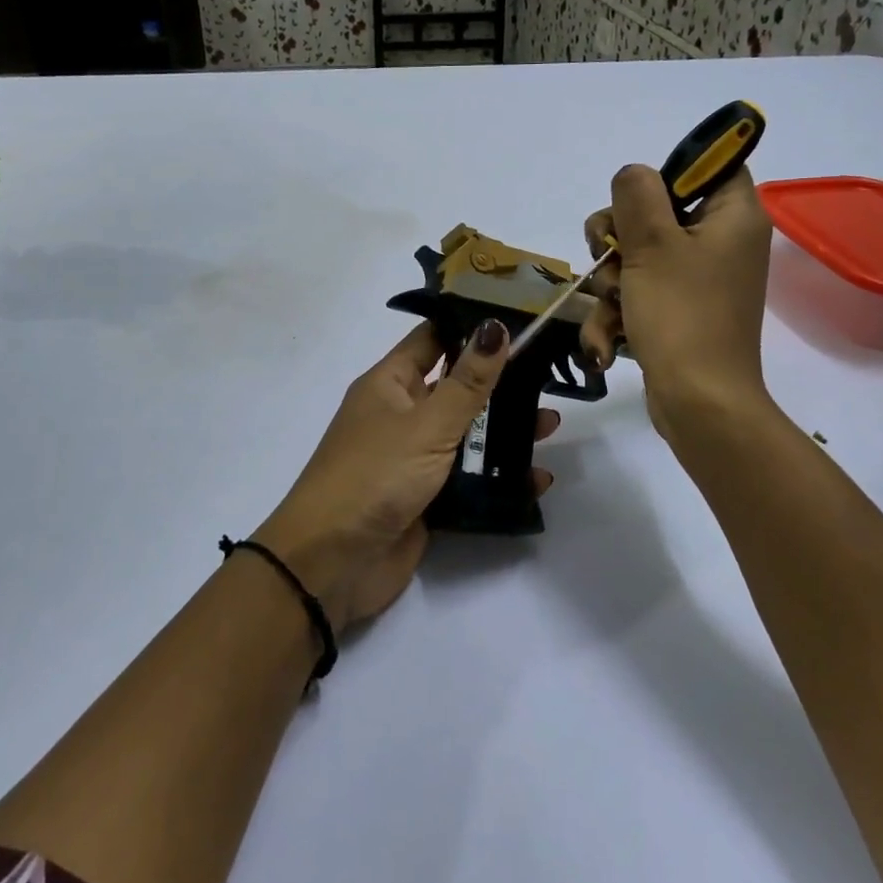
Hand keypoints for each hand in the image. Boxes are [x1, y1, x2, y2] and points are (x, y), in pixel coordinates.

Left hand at [254, 319, 559, 631]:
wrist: (332, 564)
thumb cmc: (375, 476)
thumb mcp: (427, 424)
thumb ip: (467, 382)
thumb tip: (495, 327)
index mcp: (390, 385)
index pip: (433, 339)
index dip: (470, 327)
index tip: (520, 318)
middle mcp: (401, 415)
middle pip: (456, 389)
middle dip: (500, 384)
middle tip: (548, 377)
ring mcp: (413, 459)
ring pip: (467, 436)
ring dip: (505, 432)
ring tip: (550, 427)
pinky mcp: (426, 499)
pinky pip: (469, 479)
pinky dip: (499, 478)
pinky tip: (537, 479)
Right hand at [579, 166, 773, 438]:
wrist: (699, 405)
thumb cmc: (682, 315)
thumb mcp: (652, 243)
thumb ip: (637, 194)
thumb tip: (633, 175)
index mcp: (734, 216)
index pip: (712, 164)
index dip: (670, 172)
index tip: (636, 199)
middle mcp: (722, 242)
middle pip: (659, 210)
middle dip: (619, 236)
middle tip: (610, 256)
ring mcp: (700, 280)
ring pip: (639, 255)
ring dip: (610, 281)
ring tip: (612, 306)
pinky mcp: (679, 311)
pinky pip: (641, 292)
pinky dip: (619, 313)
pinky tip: (606, 342)